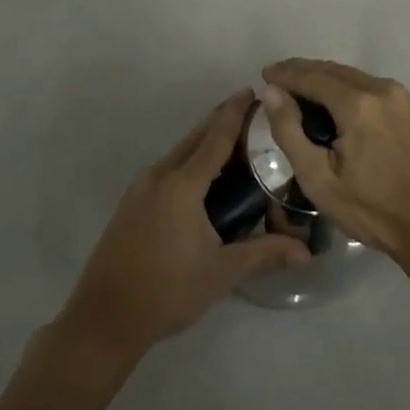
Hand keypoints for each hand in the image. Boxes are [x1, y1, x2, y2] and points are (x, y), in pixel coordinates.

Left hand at [55, 90, 308, 367]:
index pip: (216, 136)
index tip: (253, 90)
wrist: (104, 318)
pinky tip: (202, 180)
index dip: (236, 112)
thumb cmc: (166, 291)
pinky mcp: (130, 203)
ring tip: (234, 146)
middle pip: (196, 138)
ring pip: (179, 153)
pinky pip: (166, 169)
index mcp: (182, 184)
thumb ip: (264, 253)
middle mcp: (159, 175)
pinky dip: (188, 161)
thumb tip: (305, 251)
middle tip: (252, 115)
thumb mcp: (221, 273)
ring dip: (204, 143)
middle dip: (222, 121)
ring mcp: (140, 188)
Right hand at [260, 59, 409, 260]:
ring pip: (349, 75)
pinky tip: (328, 103)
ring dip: (321, 78)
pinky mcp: (406, 106)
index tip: (263, 75)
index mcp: (358, 104)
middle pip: (331, 70)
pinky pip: (365, 85)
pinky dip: (341, 87)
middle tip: (275, 82)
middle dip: (301, 72)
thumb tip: (271, 93)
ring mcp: (397, 95)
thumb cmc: (371, 210)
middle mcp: (379, 88)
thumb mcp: (318, 179)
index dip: (285, 74)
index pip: (311, 76)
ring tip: (296, 92)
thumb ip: (290, 131)